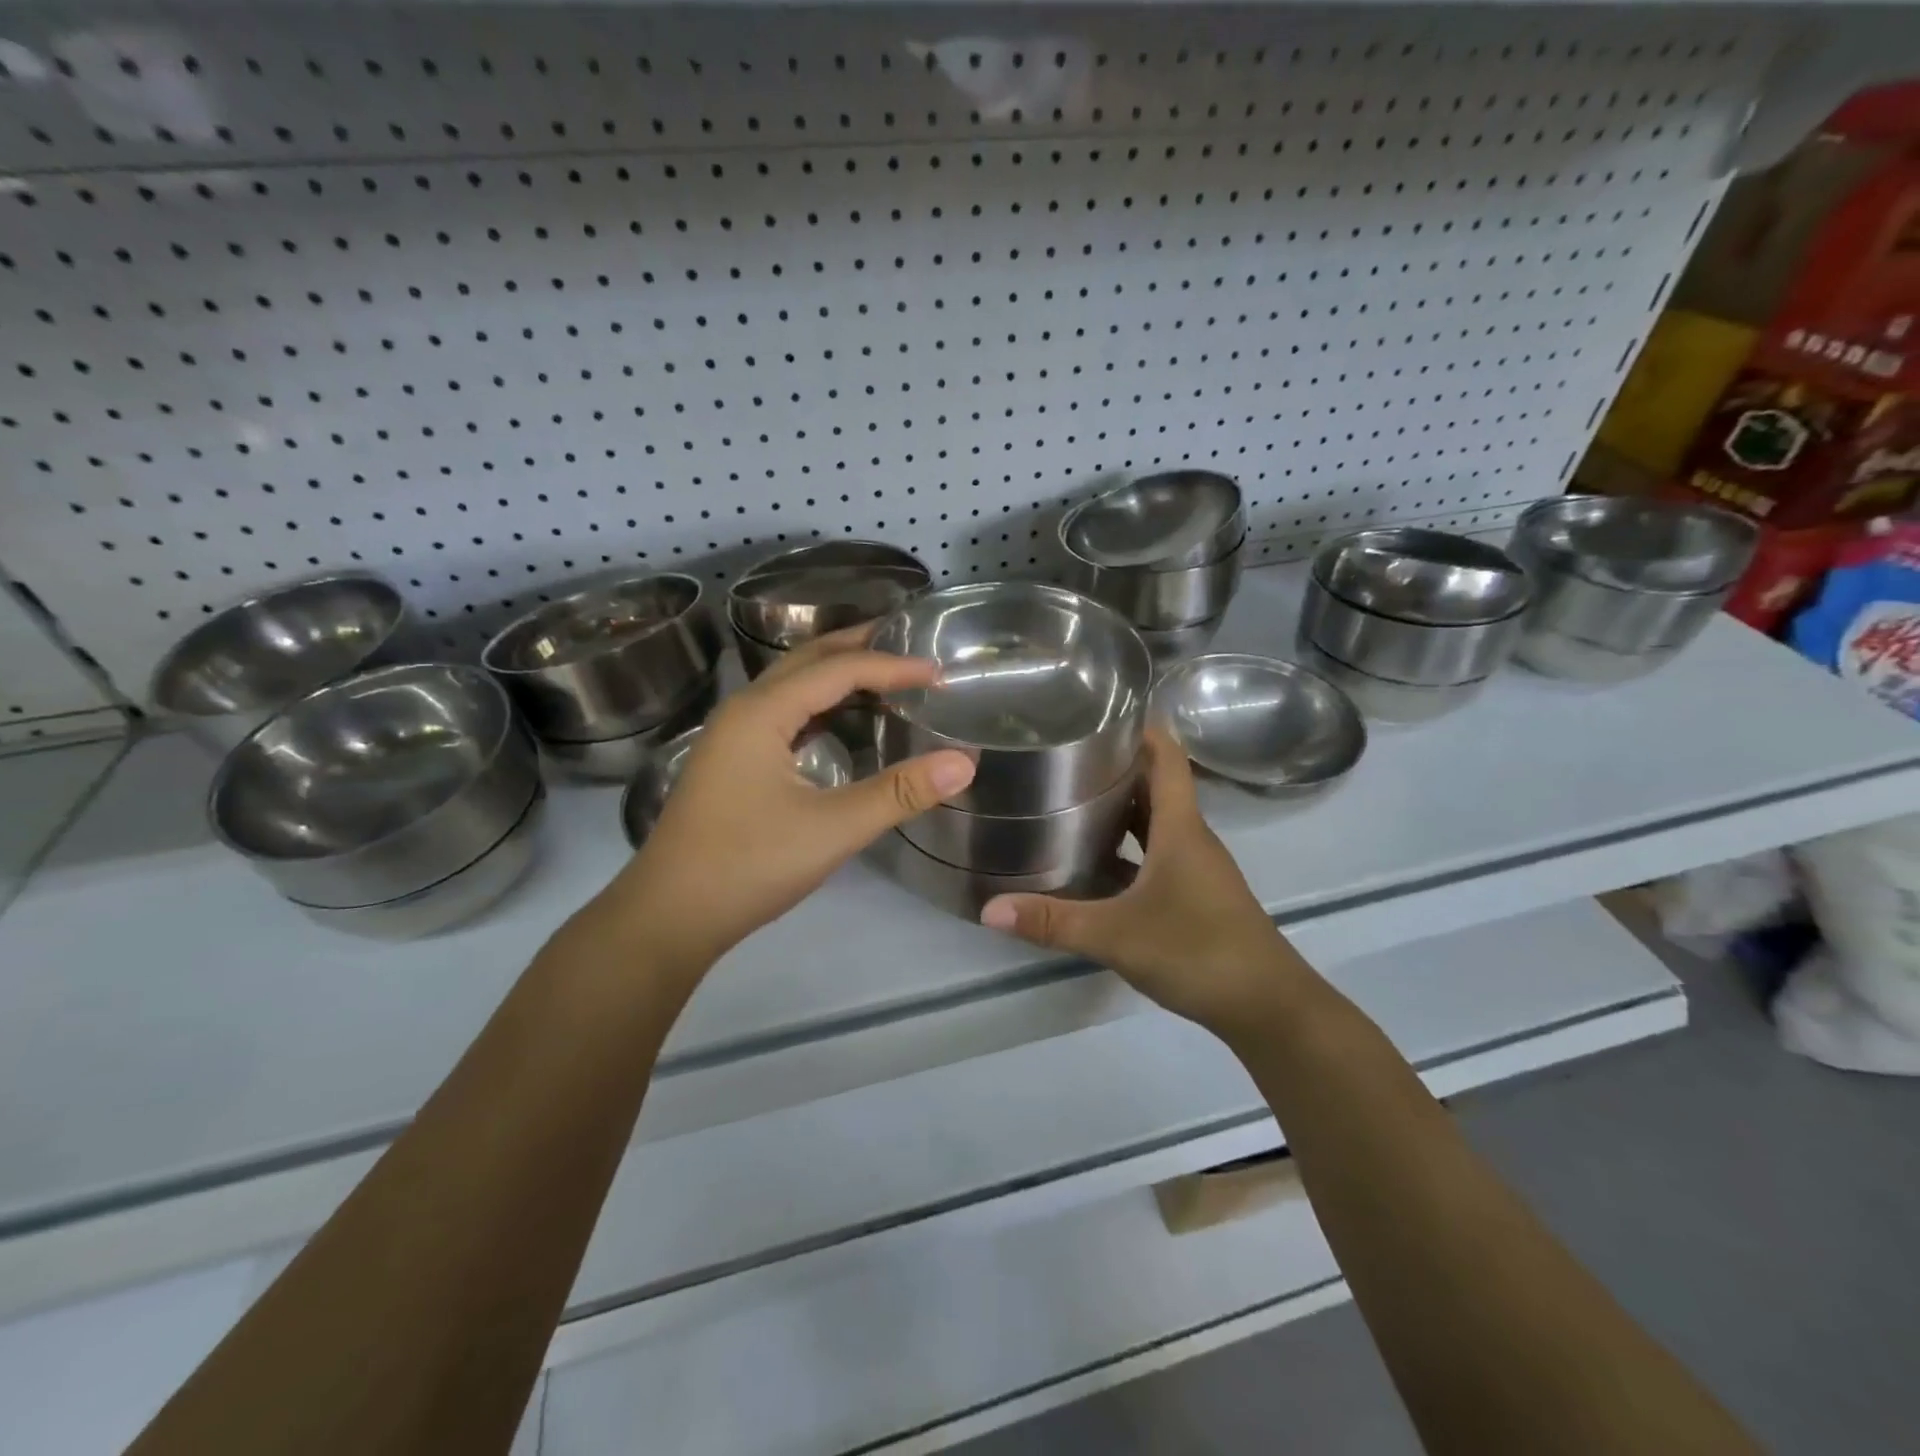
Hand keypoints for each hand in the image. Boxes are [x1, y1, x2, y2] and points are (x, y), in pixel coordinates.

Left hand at [592, 629, 975, 975]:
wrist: (669, 915)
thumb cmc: (748, 865)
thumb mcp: (832, 828)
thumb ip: (900, 793)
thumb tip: (964, 763)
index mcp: (762, 712)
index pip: (837, 670)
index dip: (891, 666)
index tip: (938, 673)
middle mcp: (743, 711)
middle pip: (807, 661)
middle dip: (858, 648)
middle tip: (909, 645)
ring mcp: (732, 737)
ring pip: (791, 686)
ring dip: (837, 674)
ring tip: (884, 675)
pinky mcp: (732, 762)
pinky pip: (783, 714)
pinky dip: (820, 705)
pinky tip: (842, 724)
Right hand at [979, 726, 1312, 1040]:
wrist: (1268, 1007)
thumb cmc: (1198, 951)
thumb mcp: (1117, 935)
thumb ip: (1053, 921)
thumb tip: (989, 909)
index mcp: (1180, 827)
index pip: (1167, 757)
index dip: (1141, 728)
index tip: (1100, 713)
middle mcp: (1191, 838)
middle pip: (1156, 785)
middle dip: (1116, 766)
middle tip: (1064, 757)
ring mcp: (1196, 867)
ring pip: (1156, 822)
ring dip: (1121, 808)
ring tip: (1070, 800)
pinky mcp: (1195, 894)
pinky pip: (1157, 854)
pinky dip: (1128, 848)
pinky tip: (1093, 863)